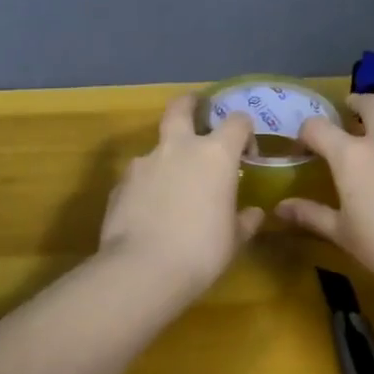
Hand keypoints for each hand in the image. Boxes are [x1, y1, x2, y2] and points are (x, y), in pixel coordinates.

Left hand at [98, 94, 264, 300]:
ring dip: (167, 157)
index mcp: (215, 154)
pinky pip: (139, 176)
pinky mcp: (120, 183)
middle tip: (197, 110)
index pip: (237, 121)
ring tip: (172, 188)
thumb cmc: (201, 252)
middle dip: (190, 104)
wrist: (142, 269)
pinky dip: (147, 185)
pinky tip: (149, 212)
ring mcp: (144, 162)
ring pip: (157, 146)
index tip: (246, 154)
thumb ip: (244, 221)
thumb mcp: (233, 240)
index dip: (245, 132)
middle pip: (181, 107)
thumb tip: (253, 213)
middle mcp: (178, 148)